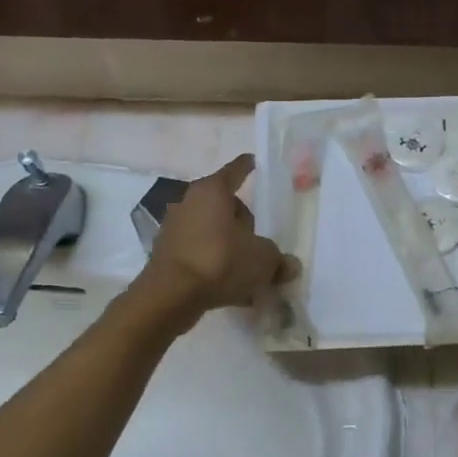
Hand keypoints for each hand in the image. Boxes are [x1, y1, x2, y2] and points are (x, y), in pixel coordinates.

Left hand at [136, 155, 296, 321]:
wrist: (171, 295)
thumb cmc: (221, 261)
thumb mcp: (263, 260)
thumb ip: (278, 259)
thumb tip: (290, 265)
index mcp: (213, 191)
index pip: (235, 172)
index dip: (247, 167)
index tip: (253, 161)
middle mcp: (189, 202)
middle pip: (224, 205)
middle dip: (243, 221)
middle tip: (259, 243)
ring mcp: (174, 228)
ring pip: (212, 231)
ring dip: (229, 246)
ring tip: (247, 272)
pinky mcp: (167, 253)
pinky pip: (200, 253)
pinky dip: (214, 264)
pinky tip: (230, 288)